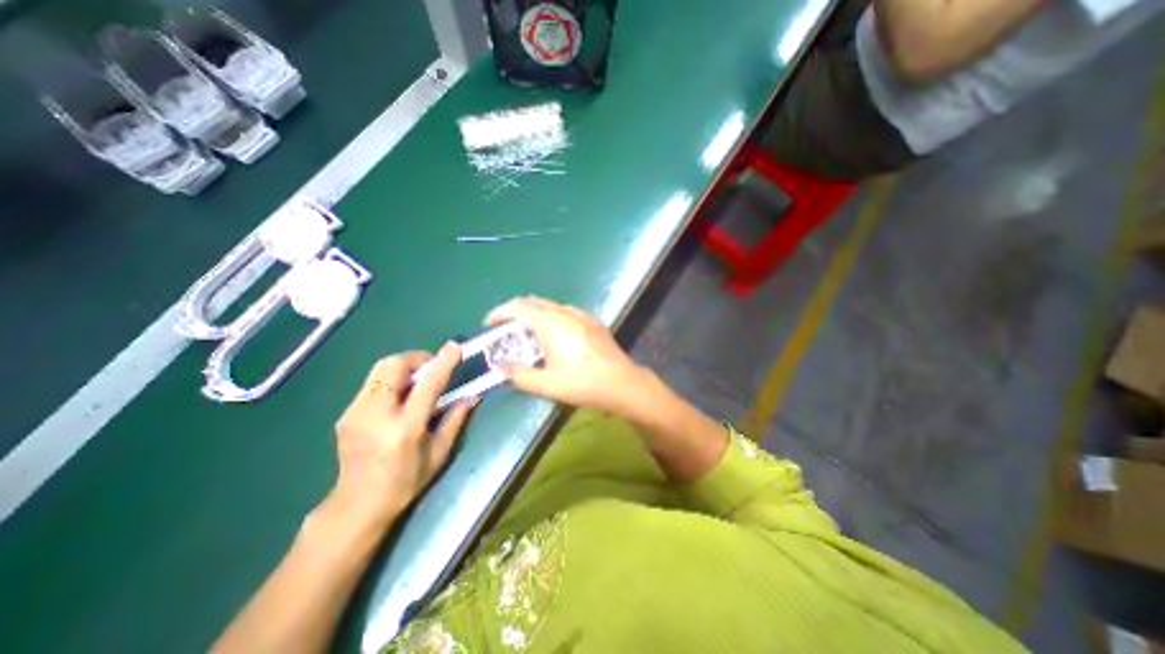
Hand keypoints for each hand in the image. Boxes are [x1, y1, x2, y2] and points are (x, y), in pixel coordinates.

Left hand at [325, 348, 470, 530]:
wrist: (357, 505)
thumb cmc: (405, 482)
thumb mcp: (438, 454)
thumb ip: (454, 420)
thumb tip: (470, 396)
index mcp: (404, 428)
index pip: (427, 385)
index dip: (442, 363)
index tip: (454, 347)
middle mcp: (376, 415)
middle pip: (392, 366)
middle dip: (416, 358)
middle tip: (431, 367)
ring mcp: (355, 413)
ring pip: (379, 370)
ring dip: (402, 368)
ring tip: (416, 380)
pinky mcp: (345, 414)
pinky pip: (371, 383)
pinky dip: (390, 380)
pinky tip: (399, 396)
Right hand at [482, 295, 644, 412]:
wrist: (621, 382)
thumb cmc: (582, 383)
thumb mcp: (547, 384)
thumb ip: (520, 375)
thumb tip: (501, 368)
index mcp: (550, 323)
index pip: (518, 308)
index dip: (499, 312)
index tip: (489, 323)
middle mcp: (564, 313)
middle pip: (533, 302)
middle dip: (516, 311)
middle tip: (507, 329)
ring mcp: (581, 315)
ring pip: (551, 306)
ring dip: (535, 314)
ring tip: (530, 334)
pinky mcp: (593, 321)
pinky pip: (566, 312)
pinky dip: (552, 317)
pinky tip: (556, 335)